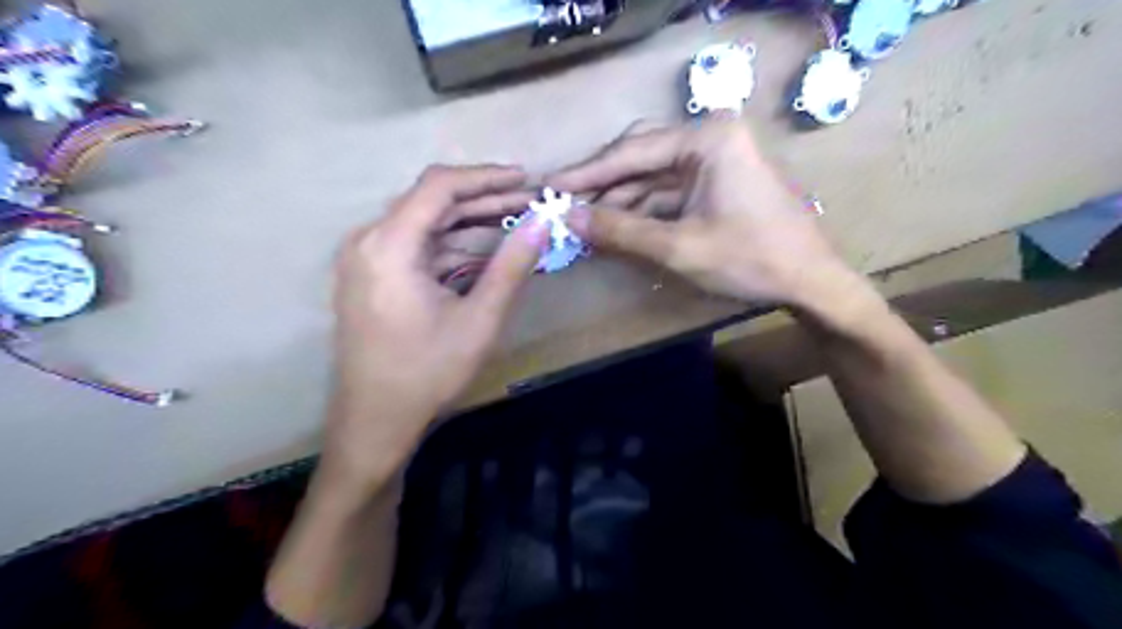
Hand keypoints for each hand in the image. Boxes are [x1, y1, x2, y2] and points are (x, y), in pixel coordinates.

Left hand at [326, 166, 551, 485]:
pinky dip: (451, 245)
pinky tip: (483, 251)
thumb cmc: (427, 374)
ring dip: (469, 223)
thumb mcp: (480, 320)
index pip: (439, 187)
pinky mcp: (370, 276)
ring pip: (425, 224)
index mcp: (388, 246)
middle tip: (530, 204)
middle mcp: (368, 241)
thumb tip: (543, 223)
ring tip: (515, 223)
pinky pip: (416, 247)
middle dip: (483, 200)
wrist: (375, 423)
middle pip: (430, 202)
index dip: (486, 178)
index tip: (525, 180)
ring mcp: (365, 259)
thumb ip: (512, 266)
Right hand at [548, 117, 845, 307]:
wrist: (810, 282)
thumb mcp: (678, 247)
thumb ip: (620, 230)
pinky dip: (640, 212)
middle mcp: (709, 138)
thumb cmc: (751, 260)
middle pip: (639, 159)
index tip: (549, 186)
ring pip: (650, 178)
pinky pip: (666, 194)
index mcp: (707, 138)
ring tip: (580, 222)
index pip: (632, 152)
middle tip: (560, 205)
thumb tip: (566, 218)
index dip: (587, 174)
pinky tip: (613, 228)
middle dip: (601, 187)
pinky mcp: (714, 184)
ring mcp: (713, 161)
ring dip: (618, 203)